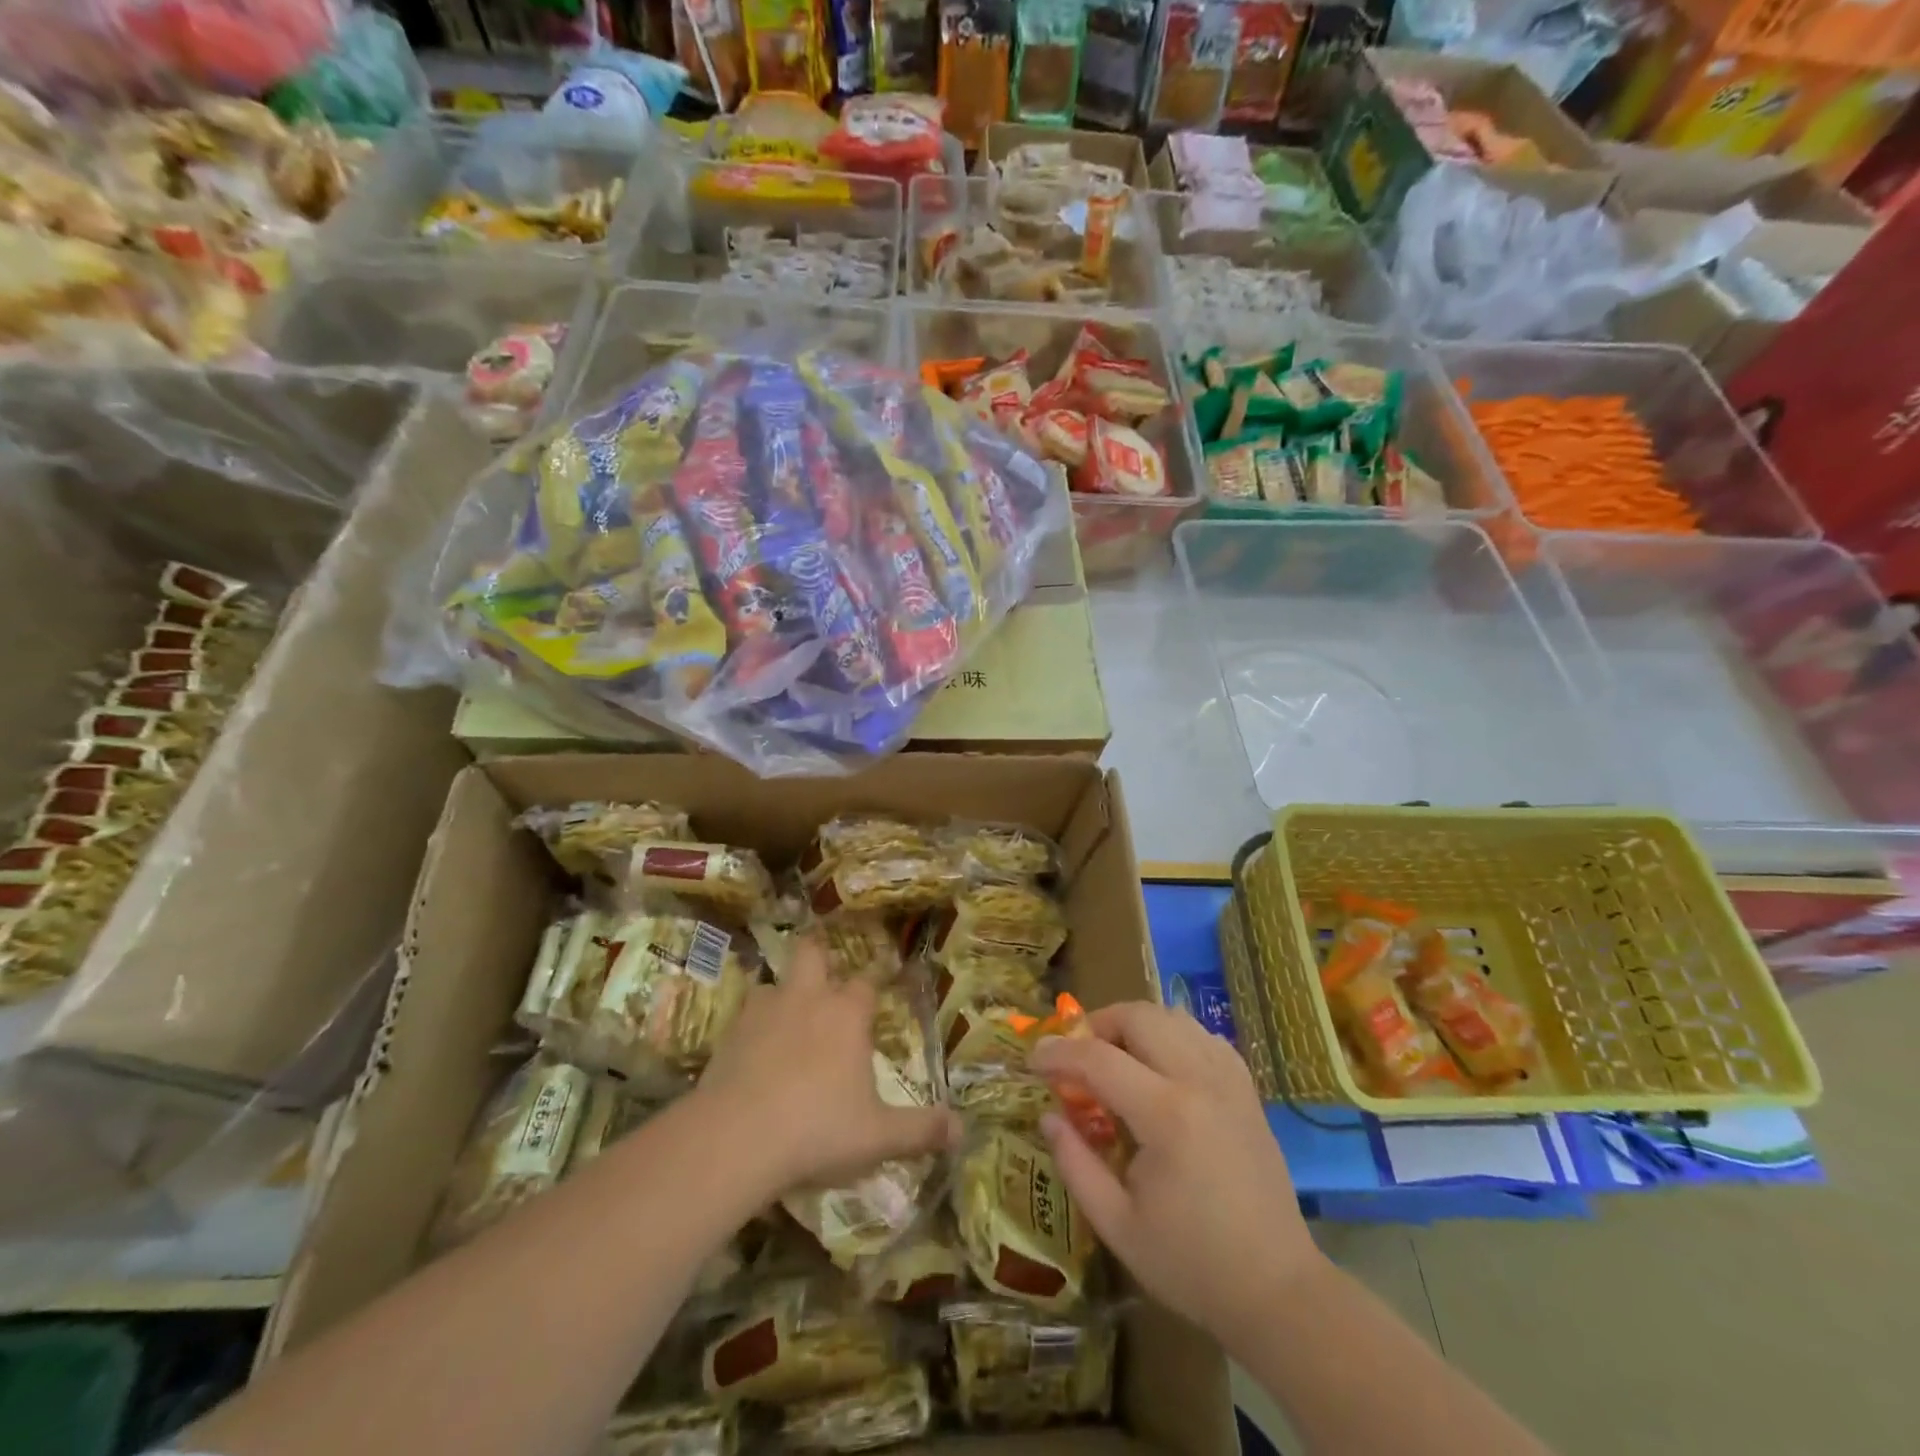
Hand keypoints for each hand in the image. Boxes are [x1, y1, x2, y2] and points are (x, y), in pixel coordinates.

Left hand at [696, 938, 959, 1196]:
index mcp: (846, 1014)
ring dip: (782, 995)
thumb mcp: (878, 1136)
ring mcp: (763, 1011)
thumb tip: (962, 1130)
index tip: (875, 1001)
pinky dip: (752, 1026)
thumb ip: (920, 1130)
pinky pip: (744, 1016)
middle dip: (820, 958)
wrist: (735, 1138)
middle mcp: (806, 999)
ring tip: (786, 1020)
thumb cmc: (817, 1128)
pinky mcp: (728, 1033)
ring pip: (774, 983)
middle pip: (812, 954)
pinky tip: (753, 1052)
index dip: (872, 989)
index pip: (866, 984)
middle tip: (824, 978)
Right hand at [1031, 1001, 1322, 1349]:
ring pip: (1172, 1016)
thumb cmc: (1191, 1265)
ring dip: (1133, 1024)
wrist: (1278, 1291)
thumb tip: (1048, 1116)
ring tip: (1113, 1057)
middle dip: (1097, 1024)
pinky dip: (1171, 1034)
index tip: (1032, 1060)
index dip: (1058, 1053)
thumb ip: (1075, 1164)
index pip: (1099, 1059)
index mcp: (1167, 1116)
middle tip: (1075, 1057)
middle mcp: (1200, 1081)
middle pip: (1139, 1016)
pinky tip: (1158, 1065)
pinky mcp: (1246, 1089)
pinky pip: (1202, 1035)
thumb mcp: (1117, 1226)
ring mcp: (1229, 1080)